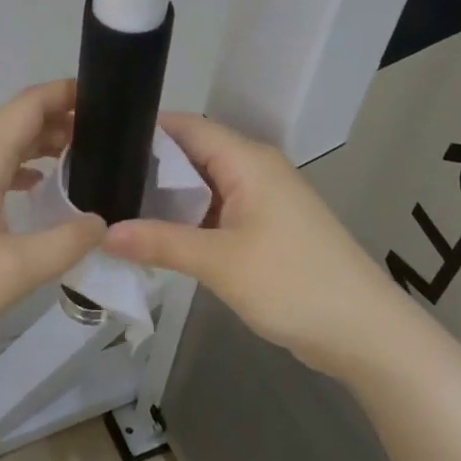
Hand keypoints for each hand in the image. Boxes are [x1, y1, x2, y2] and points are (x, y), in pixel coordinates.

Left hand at [0, 80, 105, 358]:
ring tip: (81, 160)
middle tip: (107, 138)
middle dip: (62, 121)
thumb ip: (66, 243)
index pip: (30, 105)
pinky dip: (19, 171)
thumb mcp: (15, 270)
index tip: (107, 99)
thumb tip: (101, 223)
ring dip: (40, 146)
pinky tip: (36, 191)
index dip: (66, 93)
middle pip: (18, 122)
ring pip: (2, 148)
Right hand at [103, 113, 408, 376]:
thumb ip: (160, 243)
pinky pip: (215, 213)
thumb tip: (103, 234)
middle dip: (147, 167)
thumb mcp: (220, 262)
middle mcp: (254, 171)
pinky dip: (186, 222)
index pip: (187, 127)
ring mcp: (261, 201)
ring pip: (202, 187)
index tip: (97, 143)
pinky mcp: (264, 230)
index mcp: (248, 161)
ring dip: (165, 199)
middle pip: (191, 155)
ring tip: (113, 208)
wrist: (365, 333)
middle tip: (96, 183)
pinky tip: (153, 238)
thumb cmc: (294, 283)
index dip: (143, 131)